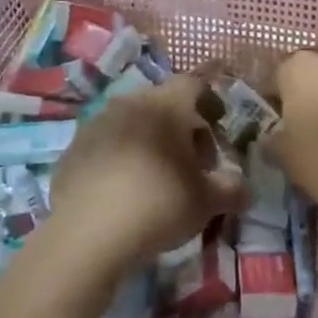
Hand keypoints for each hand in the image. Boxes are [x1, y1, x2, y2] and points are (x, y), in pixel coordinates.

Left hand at [46, 75, 245, 274]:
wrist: (87, 233)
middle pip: (162, 102)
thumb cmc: (159, 204)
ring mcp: (96, 123)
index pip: (194, 84)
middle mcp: (130, 102)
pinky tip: (123, 190)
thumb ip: (231, 190)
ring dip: (148, 140)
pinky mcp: (73, 148)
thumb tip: (244, 190)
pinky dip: (119, 157)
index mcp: (166, 104)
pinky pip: (106, 144)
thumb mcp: (206, 202)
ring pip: (132, 121)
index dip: (210, 102)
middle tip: (191, 161)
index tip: (218, 126)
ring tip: (156, 177)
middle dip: (180, 126)